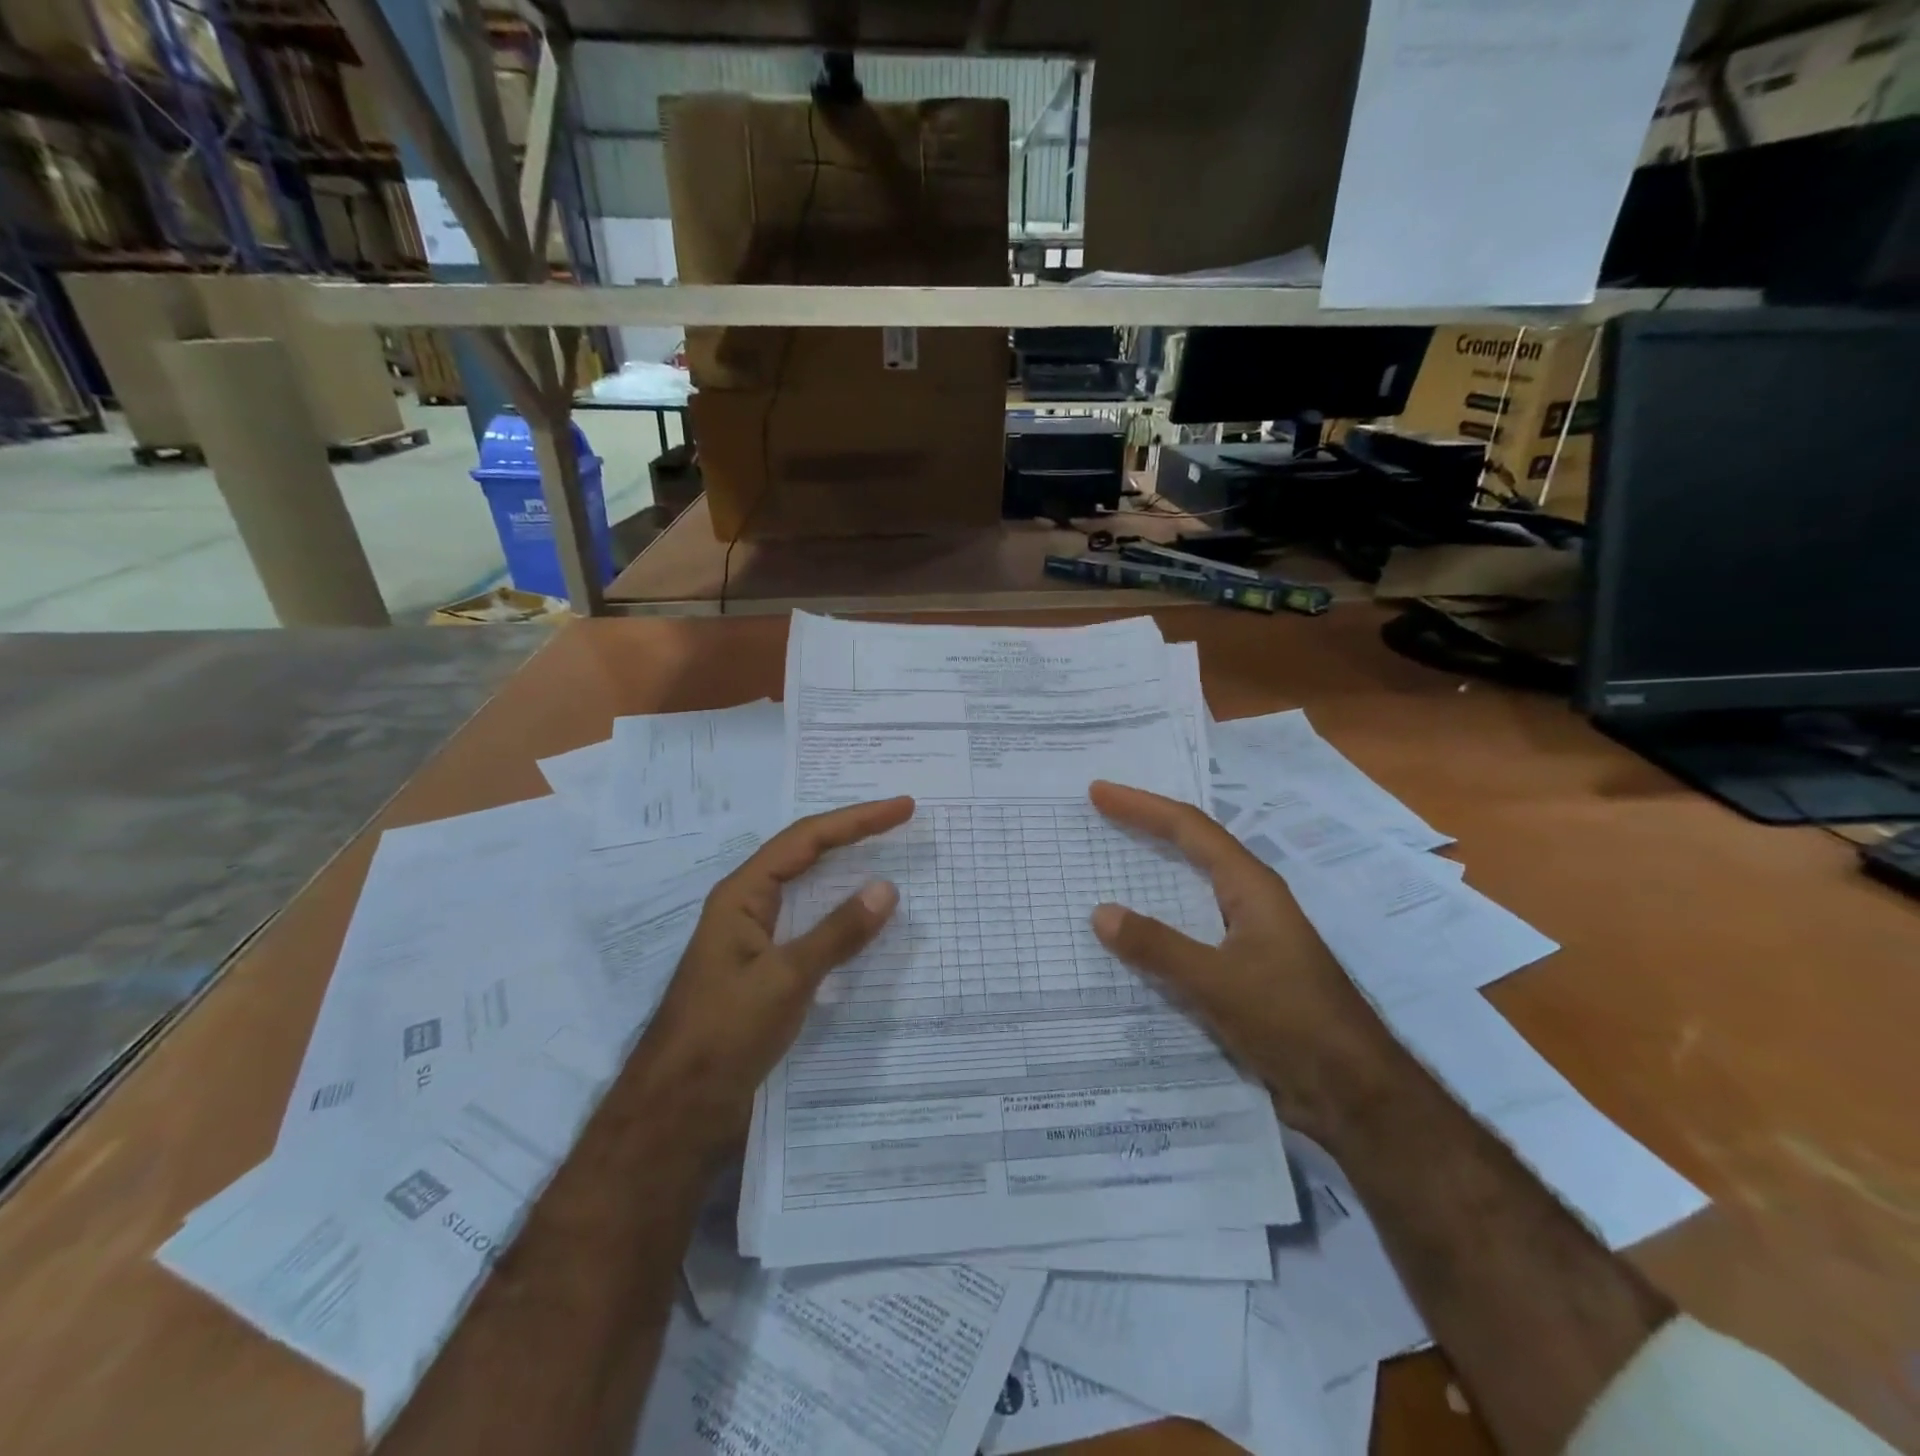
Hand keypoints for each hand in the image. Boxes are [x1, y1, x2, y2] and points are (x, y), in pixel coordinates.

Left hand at [633, 796, 913, 1157]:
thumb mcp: (786, 979)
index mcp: (743, 895)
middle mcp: (747, 906)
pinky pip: (809, 925)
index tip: (902, 808)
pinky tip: (863, 920)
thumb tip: (886, 887)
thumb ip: (837, 932)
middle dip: (852, 833)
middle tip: (899, 820)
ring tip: (886, 854)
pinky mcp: (765, 969)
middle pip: (805, 854)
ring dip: (845, 869)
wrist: (677, 1108)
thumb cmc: (724, 1034)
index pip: (806, 840)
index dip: (856, 819)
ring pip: (807, 889)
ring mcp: (755, 938)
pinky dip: (840, 913)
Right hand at [1087, 780, 1400, 1137]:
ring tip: (1110, 862)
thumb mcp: (1217, 982)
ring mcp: (1248, 936)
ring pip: (1191, 889)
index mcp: (1250, 887)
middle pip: (1192, 848)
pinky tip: (1134, 936)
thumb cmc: (1291, 1021)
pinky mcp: (1244, 970)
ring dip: (1153, 872)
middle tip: (1101, 814)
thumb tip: (1100, 912)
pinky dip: (1159, 921)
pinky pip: (1190, 930)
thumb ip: (1157, 946)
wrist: (1352, 1092)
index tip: (1099, 793)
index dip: (1142, 806)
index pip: (1189, 829)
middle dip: (1147, 827)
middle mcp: (1250, 901)